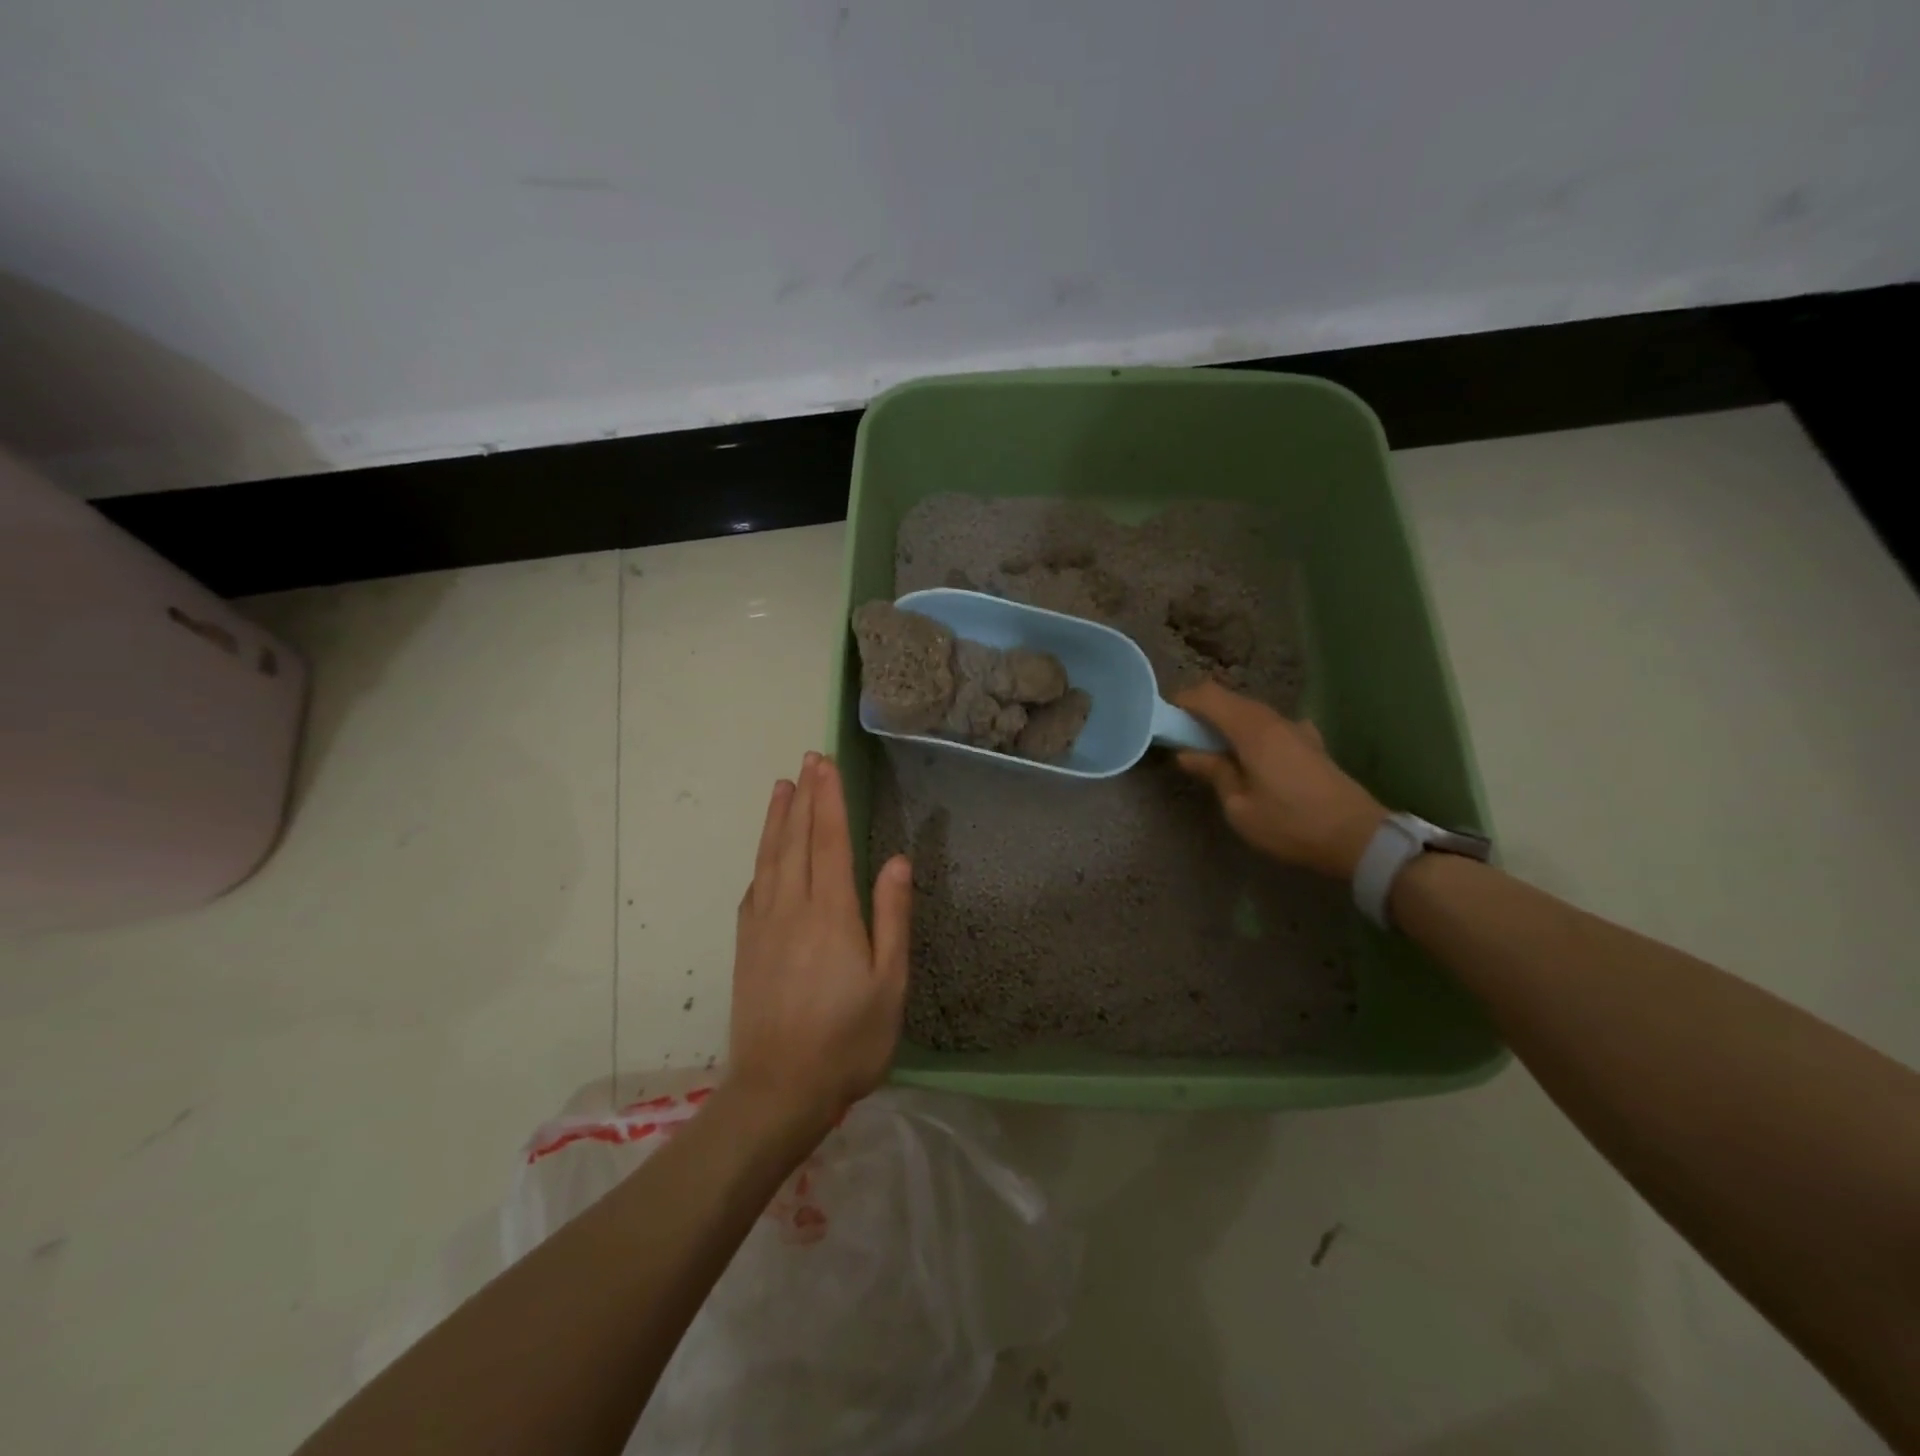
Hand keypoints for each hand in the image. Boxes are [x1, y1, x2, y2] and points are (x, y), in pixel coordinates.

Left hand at [730, 752, 911, 1138]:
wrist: (778, 1091)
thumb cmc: (848, 1040)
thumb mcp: (889, 983)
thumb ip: (892, 917)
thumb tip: (898, 860)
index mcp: (831, 913)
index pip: (830, 841)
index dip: (829, 799)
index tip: (826, 764)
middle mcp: (793, 908)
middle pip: (797, 840)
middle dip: (805, 797)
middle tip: (807, 759)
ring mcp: (763, 926)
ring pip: (769, 858)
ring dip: (777, 820)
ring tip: (782, 787)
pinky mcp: (746, 947)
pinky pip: (753, 889)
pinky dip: (760, 860)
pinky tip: (763, 855)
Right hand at [1173, 681, 1386, 879]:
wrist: (1358, 838)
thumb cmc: (1290, 824)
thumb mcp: (1240, 806)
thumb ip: (1214, 772)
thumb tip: (1188, 754)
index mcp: (1252, 730)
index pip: (1208, 695)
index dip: (1182, 701)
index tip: (1165, 719)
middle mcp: (1274, 720)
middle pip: (1230, 700)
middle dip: (1202, 712)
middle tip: (1183, 739)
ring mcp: (1296, 730)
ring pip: (1251, 713)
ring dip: (1227, 723)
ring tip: (1213, 752)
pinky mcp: (1310, 744)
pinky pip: (1270, 726)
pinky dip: (1250, 733)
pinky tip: (1252, 758)